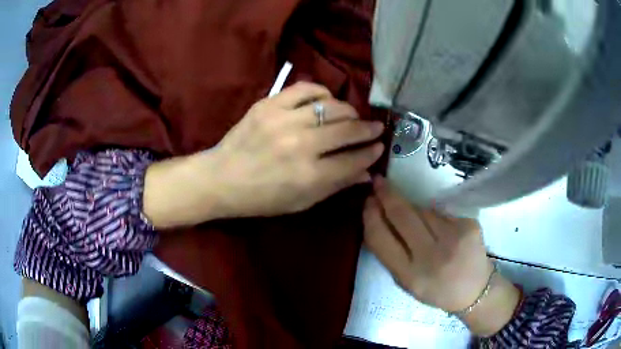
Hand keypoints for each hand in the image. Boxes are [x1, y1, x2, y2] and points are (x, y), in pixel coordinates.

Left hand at [144, 82, 384, 226]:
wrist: (222, 178)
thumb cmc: (262, 198)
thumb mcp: (302, 202)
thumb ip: (336, 185)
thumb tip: (367, 173)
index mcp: (309, 176)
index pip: (354, 160)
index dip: (371, 153)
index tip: (379, 146)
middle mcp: (301, 145)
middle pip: (348, 130)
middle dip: (368, 129)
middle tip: (375, 128)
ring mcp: (284, 120)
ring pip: (332, 107)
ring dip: (349, 111)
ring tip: (351, 116)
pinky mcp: (269, 104)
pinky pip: (306, 89)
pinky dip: (321, 93)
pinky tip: (325, 101)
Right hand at [363, 177, 519, 335]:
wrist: (474, 290)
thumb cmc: (435, 289)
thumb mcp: (406, 282)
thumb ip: (390, 253)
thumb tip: (377, 217)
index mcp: (409, 276)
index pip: (380, 238)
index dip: (370, 215)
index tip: (367, 201)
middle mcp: (431, 256)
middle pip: (402, 215)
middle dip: (387, 195)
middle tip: (379, 182)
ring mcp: (453, 238)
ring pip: (422, 210)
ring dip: (413, 209)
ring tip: (415, 219)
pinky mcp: (469, 225)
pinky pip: (441, 212)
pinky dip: (434, 215)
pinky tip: (440, 227)